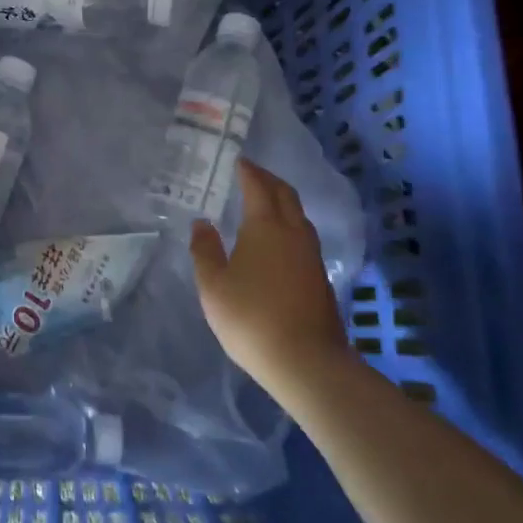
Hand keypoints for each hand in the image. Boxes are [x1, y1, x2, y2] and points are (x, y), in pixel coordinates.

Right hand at [190, 159, 351, 392]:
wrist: (306, 361)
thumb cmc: (251, 318)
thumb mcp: (213, 286)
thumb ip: (205, 250)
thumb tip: (202, 223)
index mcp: (265, 226)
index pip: (258, 187)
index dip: (248, 171)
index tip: (239, 161)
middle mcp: (293, 232)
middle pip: (285, 194)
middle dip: (268, 180)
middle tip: (252, 174)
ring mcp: (311, 255)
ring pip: (298, 215)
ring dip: (282, 201)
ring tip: (264, 203)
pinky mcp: (320, 276)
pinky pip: (303, 236)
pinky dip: (289, 224)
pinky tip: (278, 240)